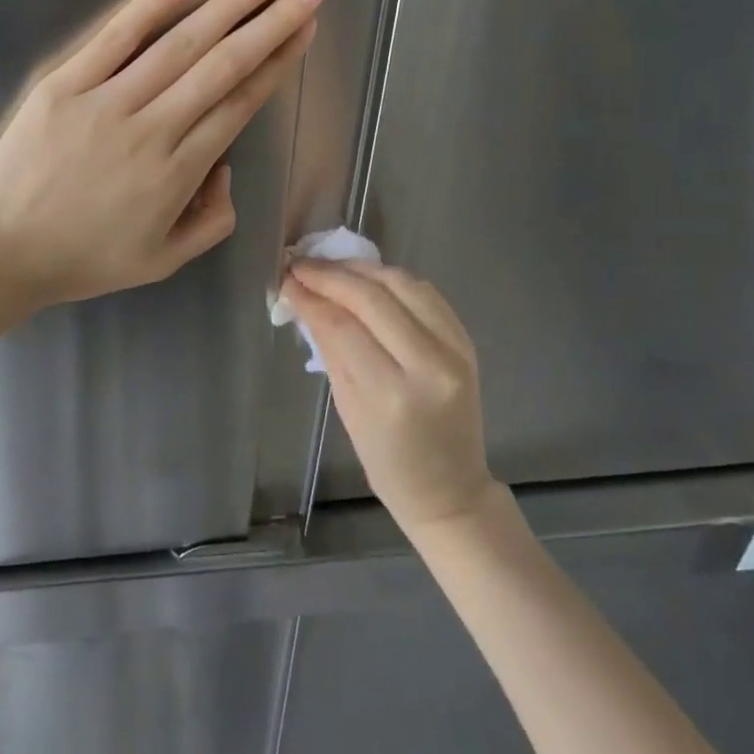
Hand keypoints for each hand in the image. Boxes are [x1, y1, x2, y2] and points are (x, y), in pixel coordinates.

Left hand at [0, 0, 323, 310]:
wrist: (1, 253)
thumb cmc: (86, 259)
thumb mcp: (164, 261)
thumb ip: (213, 220)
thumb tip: (225, 167)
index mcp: (179, 173)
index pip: (239, 104)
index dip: (277, 62)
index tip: (305, 29)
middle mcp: (152, 130)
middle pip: (223, 66)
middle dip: (271, 22)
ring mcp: (106, 103)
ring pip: (179, 45)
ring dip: (228, 3)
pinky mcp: (63, 86)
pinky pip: (112, 40)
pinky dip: (148, 7)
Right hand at [280, 261, 498, 532]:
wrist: (451, 488)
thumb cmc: (388, 462)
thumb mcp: (347, 409)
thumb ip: (330, 348)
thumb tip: (304, 299)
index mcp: (391, 394)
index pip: (343, 326)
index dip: (311, 295)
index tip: (286, 278)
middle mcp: (428, 365)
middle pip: (373, 297)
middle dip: (331, 275)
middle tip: (301, 264)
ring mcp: (455, 349)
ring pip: (403, 284)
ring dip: (362, 269)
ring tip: (331, 266)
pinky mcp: (466, 340)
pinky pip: (426, 292)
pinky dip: (392, 279)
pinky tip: (368, 278)